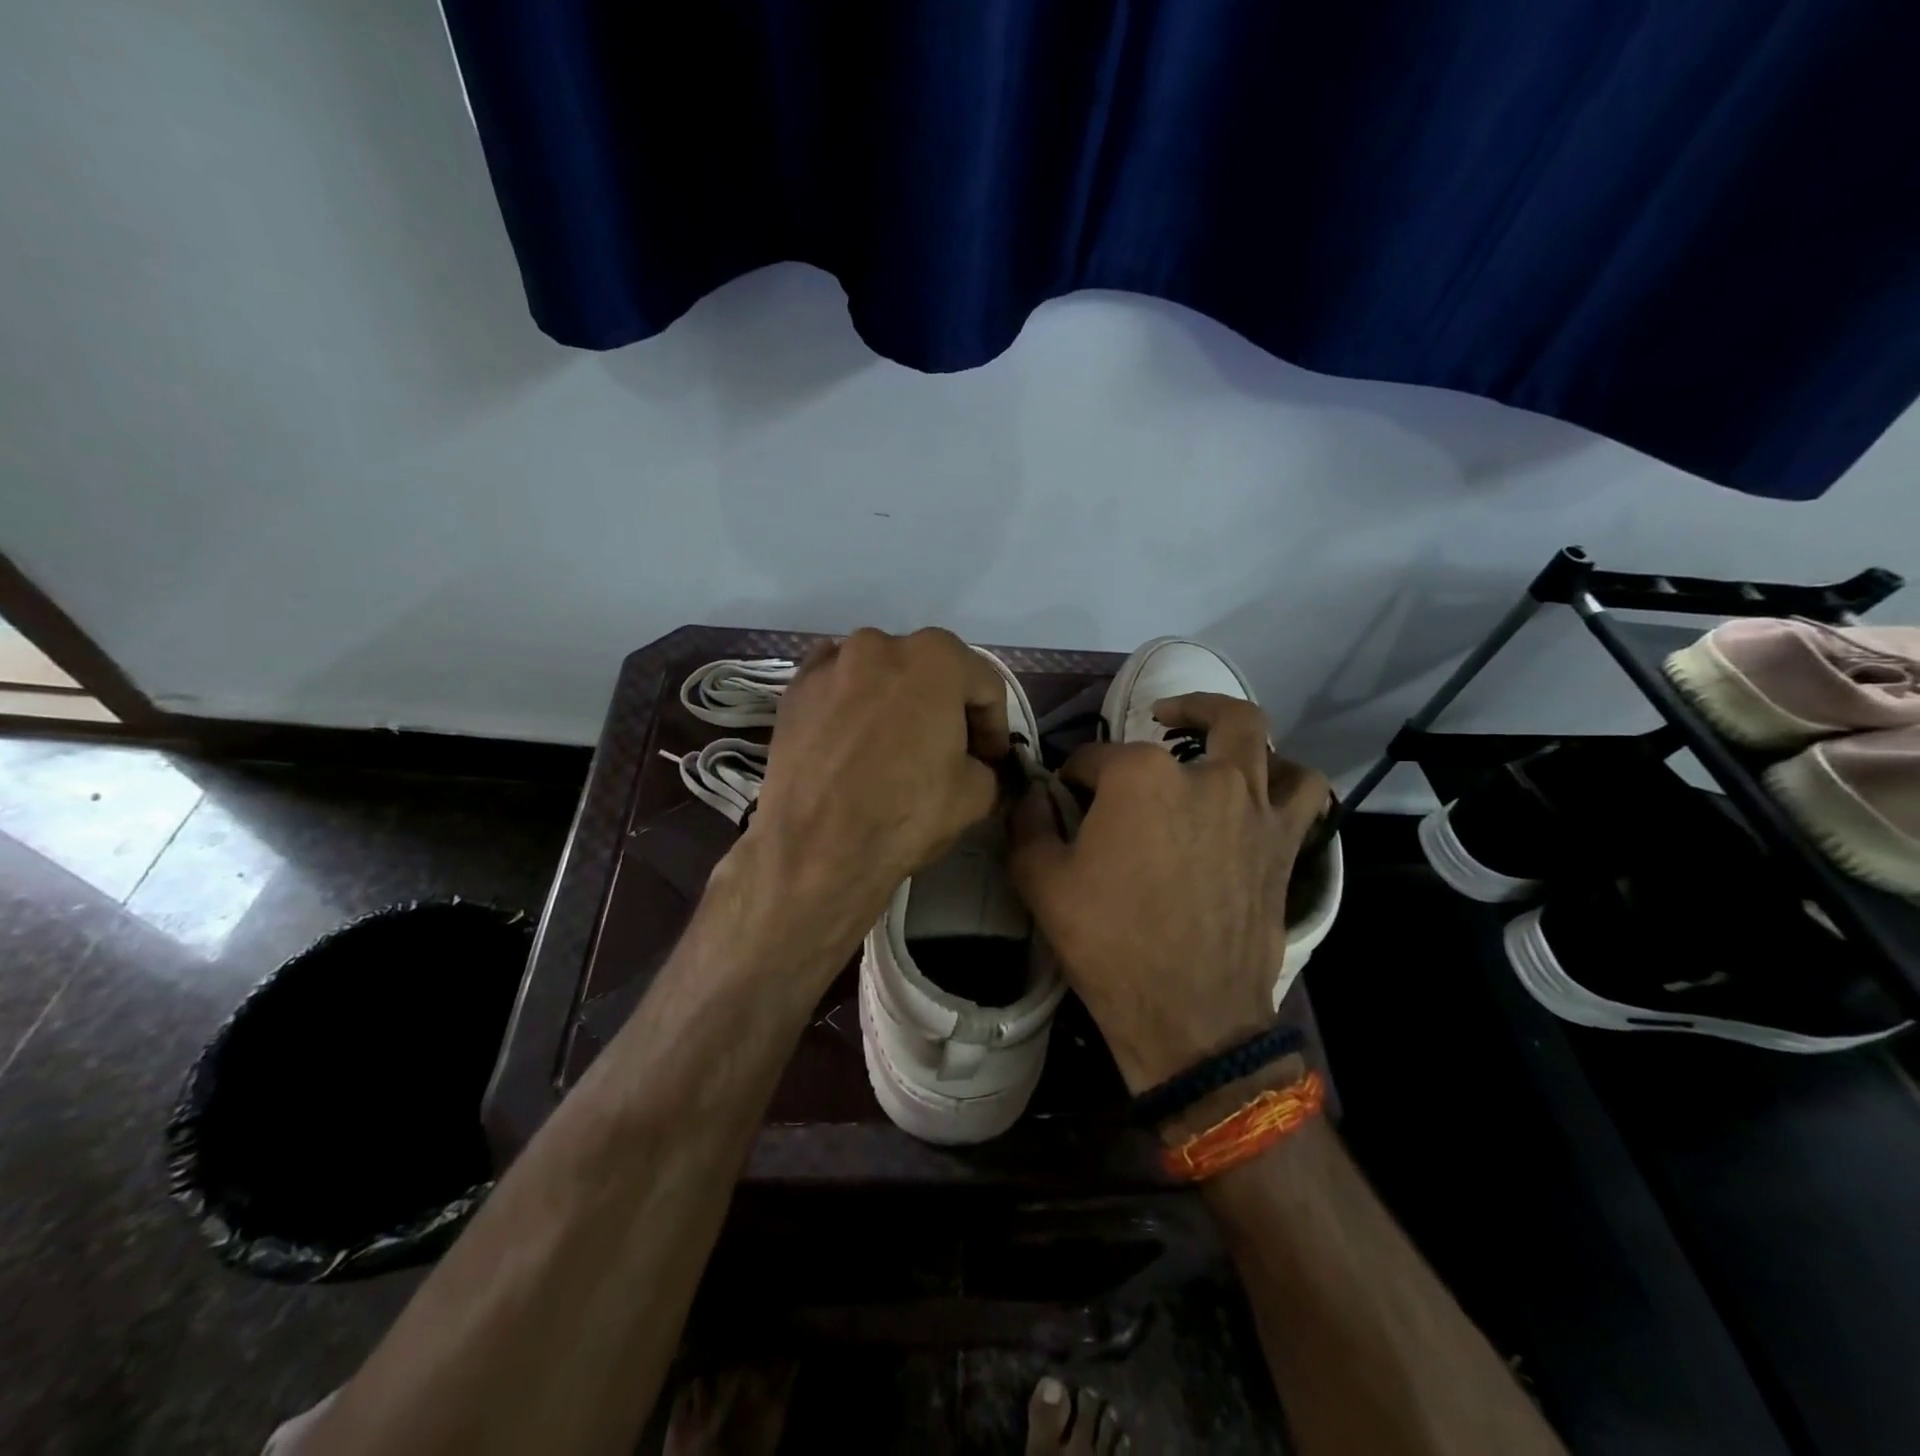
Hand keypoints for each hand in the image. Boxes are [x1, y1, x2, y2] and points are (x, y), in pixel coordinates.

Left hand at [746, 627, 1010, 922]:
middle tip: (950, 750)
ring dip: (897, 702)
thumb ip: (985, 764)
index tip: (992, 758)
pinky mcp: (795, 689)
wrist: (815, 848)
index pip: (984, 686)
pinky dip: (853, 702)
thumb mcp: (976, 795)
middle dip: (946, 707)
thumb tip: (975, 764)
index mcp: (936, 658)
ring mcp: (831, 662)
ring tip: (897, 745)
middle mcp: (880, 644)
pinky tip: (855, 739)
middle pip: (930, 672)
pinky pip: (839, 686)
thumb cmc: (905, 813)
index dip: (994, 726)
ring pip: (882, 675)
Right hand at [1010, 694, 1329, 1091]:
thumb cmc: (1108, 943)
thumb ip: (1028, 823)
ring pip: (1260, 741)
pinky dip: (1286, 779)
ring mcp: (1253, 806)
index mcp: (1139, 776)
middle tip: (1159, 718)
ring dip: (1236, 735)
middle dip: (1178, 708)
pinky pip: (1303, 791)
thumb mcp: (1040, 881)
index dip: (1073, 778)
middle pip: (1201, 717)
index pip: (1094, 758)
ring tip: (1215, 748)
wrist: (1187, 1014)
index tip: (1065, 800)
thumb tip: (1033, 795)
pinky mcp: (1284, 842)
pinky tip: (1263, 792)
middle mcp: (1204, 775)